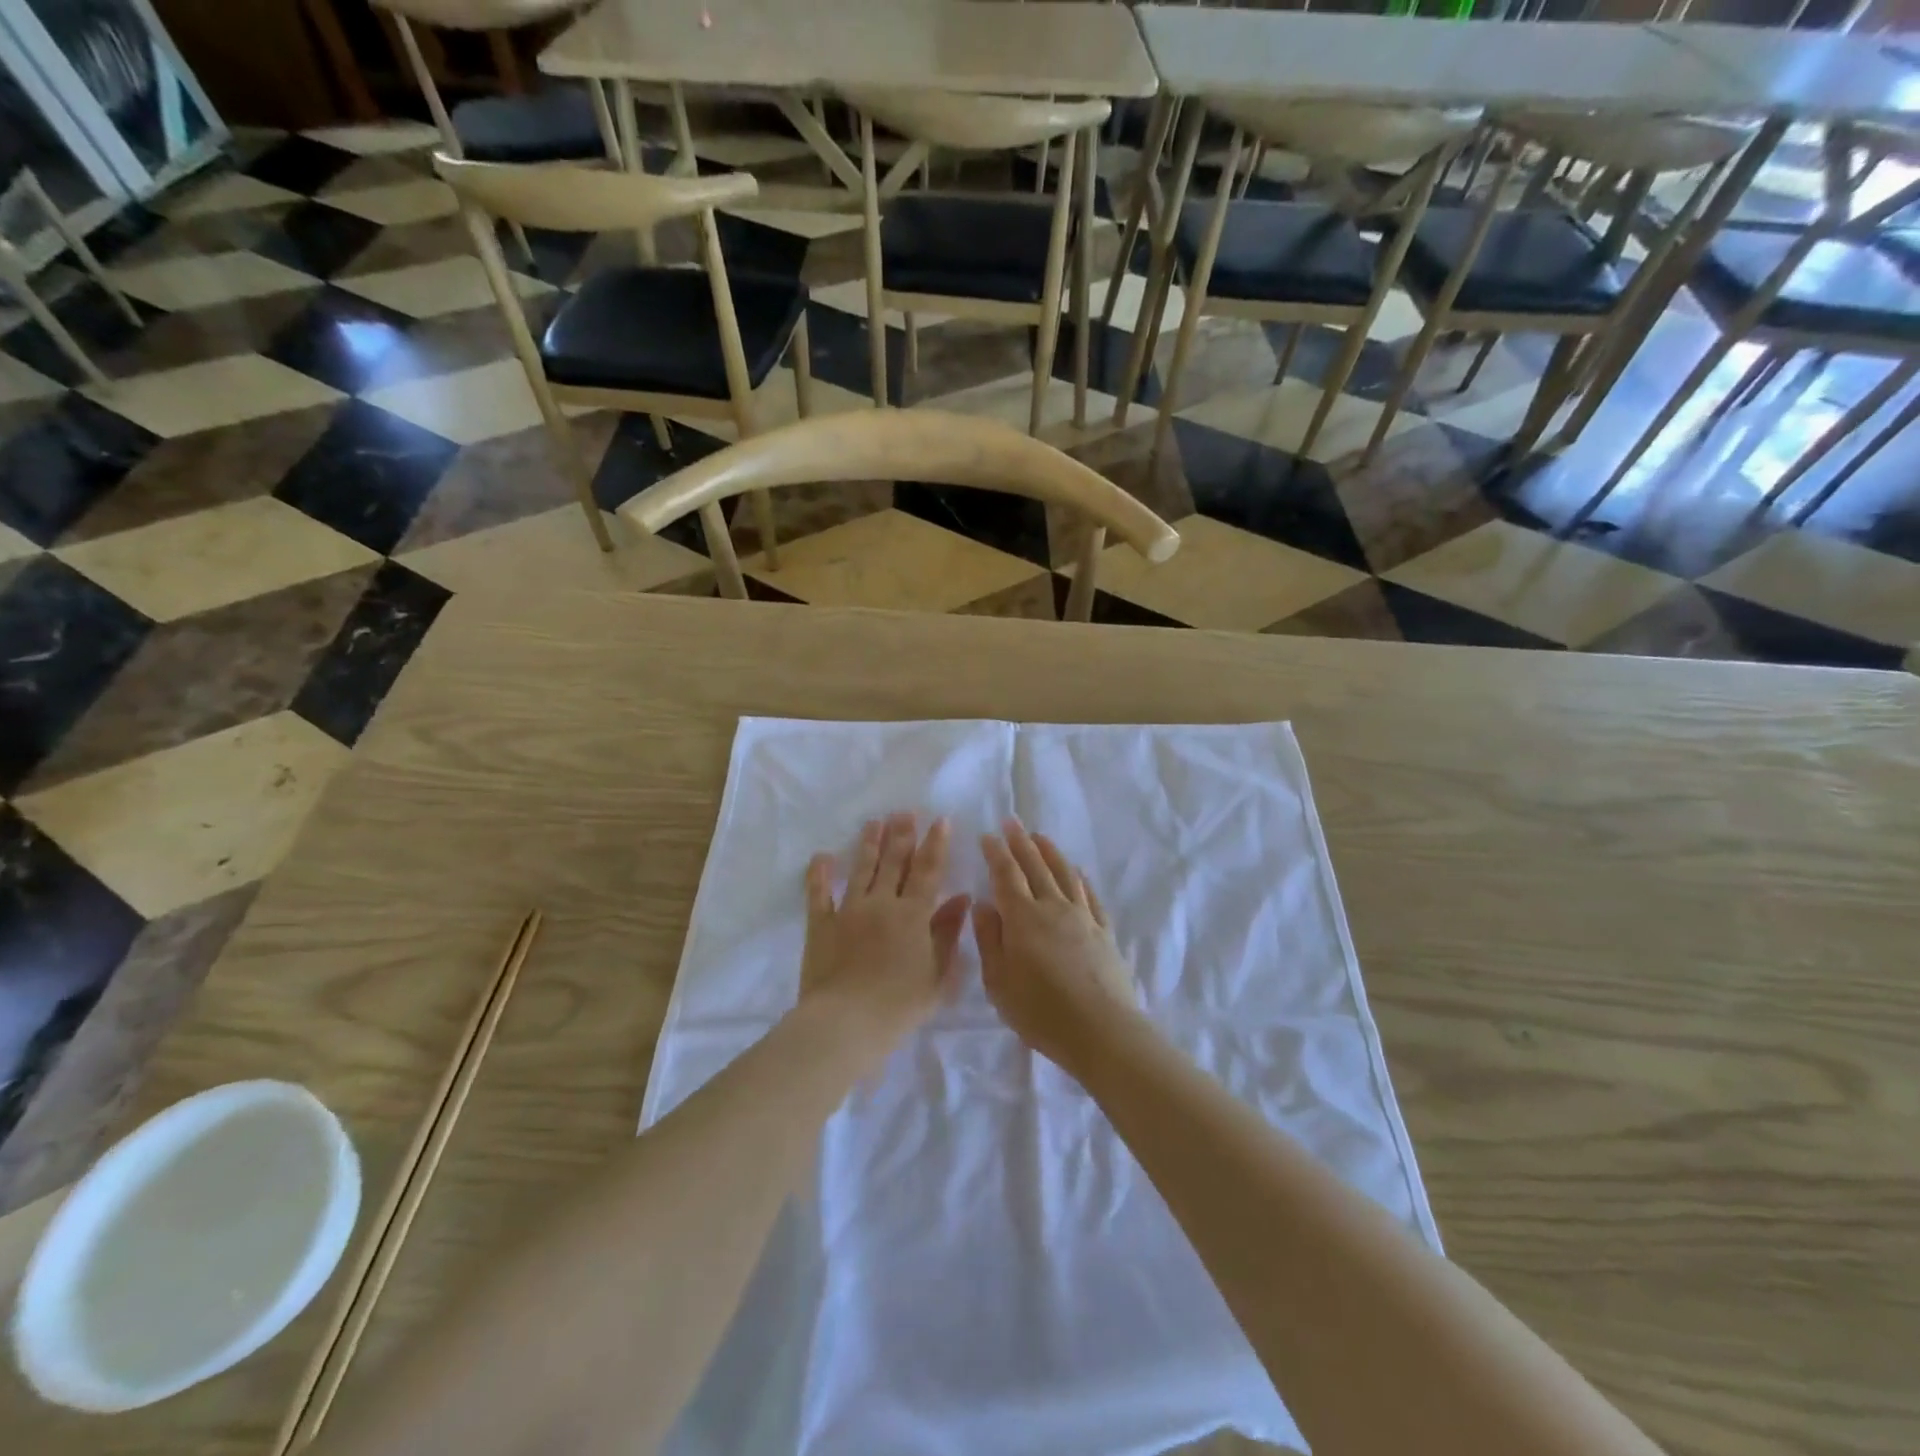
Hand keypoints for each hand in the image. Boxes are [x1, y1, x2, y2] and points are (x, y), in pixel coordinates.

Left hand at [801, 813, 970, 1055]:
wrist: (846, 1023)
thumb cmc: (899, 1006)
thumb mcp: (938, 975)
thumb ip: (949, 933)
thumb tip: (962, 898)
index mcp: (913, 915)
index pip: (928, 871)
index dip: (936, 844)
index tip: (940, 821)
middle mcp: (881, 903)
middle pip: (894, 862)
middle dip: (902, 835)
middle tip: (905, 812)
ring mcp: (848, 911)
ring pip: (861, 869)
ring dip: (869, 844)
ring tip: (875, 822)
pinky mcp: (820, 925)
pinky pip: (818, 894)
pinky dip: (819, 874)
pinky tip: (822, 856)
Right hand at [974, 819, 1139, 1078]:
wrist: (1101, 1030)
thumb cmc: (1040, 1011)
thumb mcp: (999, 982)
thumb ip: (989, 939)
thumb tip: (983, 903)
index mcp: (1022, 918)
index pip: (1006, 875)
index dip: (996, 853)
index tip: (987, 835)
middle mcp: (1053, 907)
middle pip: (1035, 866)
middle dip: (1021, 843)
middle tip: (1012, 822)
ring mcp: (1082, 917)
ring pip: (1064, 874)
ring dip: (1050, 852)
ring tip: (1040, 837)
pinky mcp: (1104, 931)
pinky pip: (1090, 895)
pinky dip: (1080, 879)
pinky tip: (1077, 872)